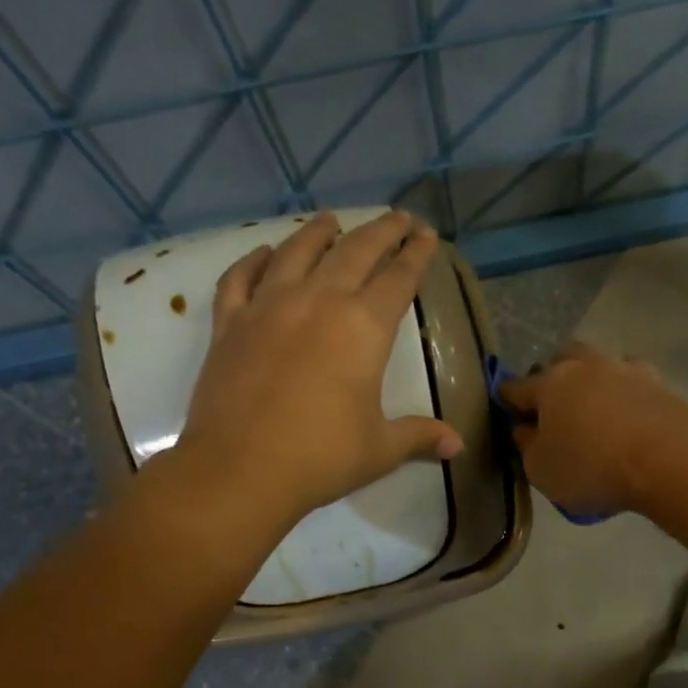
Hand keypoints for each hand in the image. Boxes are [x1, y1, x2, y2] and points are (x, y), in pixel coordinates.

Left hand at [149, 210, 462, 525]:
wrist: (240, 469)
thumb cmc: (321, 457)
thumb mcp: (380, 449)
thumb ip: (419, 436)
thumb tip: (458, 445)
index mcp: (363, 328)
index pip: (398, 278)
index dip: (416, 255)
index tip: (427, 235)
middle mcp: (318, 302)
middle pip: (355, 252)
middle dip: (381, 231)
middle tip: (397, 217)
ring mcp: (268, 307)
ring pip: (297, 252)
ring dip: (319, 233)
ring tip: (331, 220)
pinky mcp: (229, 324)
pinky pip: (240, 279)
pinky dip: (253, 261)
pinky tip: (264, 253)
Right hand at [498, 342, 687, 516]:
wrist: (669, 461)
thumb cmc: (592, 467)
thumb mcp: (542, 470)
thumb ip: (527, 446)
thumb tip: (525, 429)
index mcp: (549, 384)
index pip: (515, 387)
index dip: (506, 401)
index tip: (507, 414)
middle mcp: (585, 365)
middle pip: (560, 360)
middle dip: (551, 378)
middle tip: (553, 408)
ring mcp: (626, 370)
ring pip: (599, 364)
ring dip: (591, 380)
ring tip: (594, 409)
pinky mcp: (659, 383)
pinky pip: (632, 382)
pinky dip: (624, 394)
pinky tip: (628, 415)